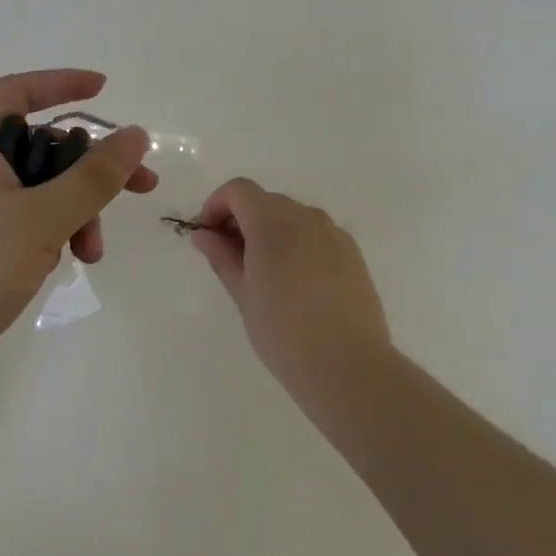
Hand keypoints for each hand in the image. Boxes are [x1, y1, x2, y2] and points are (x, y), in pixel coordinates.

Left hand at [0, 70, 156, 403]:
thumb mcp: (42, 219)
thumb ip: (94, 177)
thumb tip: (135, 134)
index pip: (17, 92)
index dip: (63, 84)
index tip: (104, 90)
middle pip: (32, 148)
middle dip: (83, 173)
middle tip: (136, 192)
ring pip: (23, 192)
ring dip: (66, 213)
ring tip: (89, 255)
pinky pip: (5, 222)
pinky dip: (37, 234)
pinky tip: (52, 266)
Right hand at [188, 179, 390, 395]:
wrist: (347, 365)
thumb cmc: (282, 331)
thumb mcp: (242, 293)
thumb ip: (221, 256)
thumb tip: (203, 234)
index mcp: (273, 221)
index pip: (239, 190)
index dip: (217, 205)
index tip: (208, 235)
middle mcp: (306, 216)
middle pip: (266, 201)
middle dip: (242, 220)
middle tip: (230, 258)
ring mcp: (334, 233)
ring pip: (292, 217)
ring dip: (271, 231)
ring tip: (264, 274)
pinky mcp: (353, 253)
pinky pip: (316, 235)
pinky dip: (297, 244)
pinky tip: (296, 283)